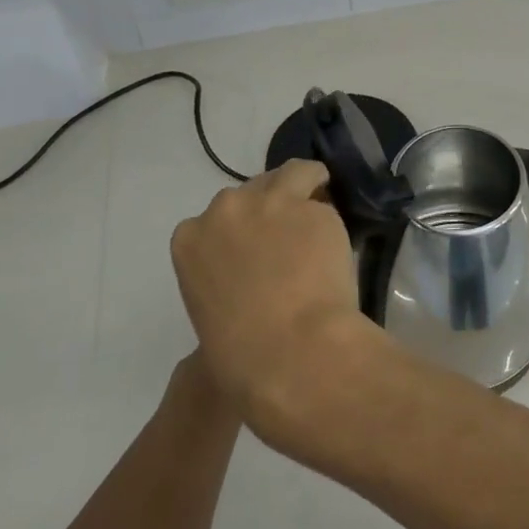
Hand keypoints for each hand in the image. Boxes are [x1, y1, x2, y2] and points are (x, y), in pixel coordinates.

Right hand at [170, 160, 372, 422]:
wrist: (291, 350)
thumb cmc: (241, 355)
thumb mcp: (210, 315)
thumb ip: (223, 283)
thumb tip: (249, 286)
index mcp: (190, 240)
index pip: (214, 220)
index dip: (238, 231)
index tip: (254, 248)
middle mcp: (226, 209)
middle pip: (250, 193)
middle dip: (267, 208)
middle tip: (288, 235)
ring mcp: (271, 202)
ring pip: (290, 174)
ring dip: (302, 186)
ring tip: (319, 205)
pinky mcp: (312, 205)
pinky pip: (322, 195)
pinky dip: (329, 207)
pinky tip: (338, 230)